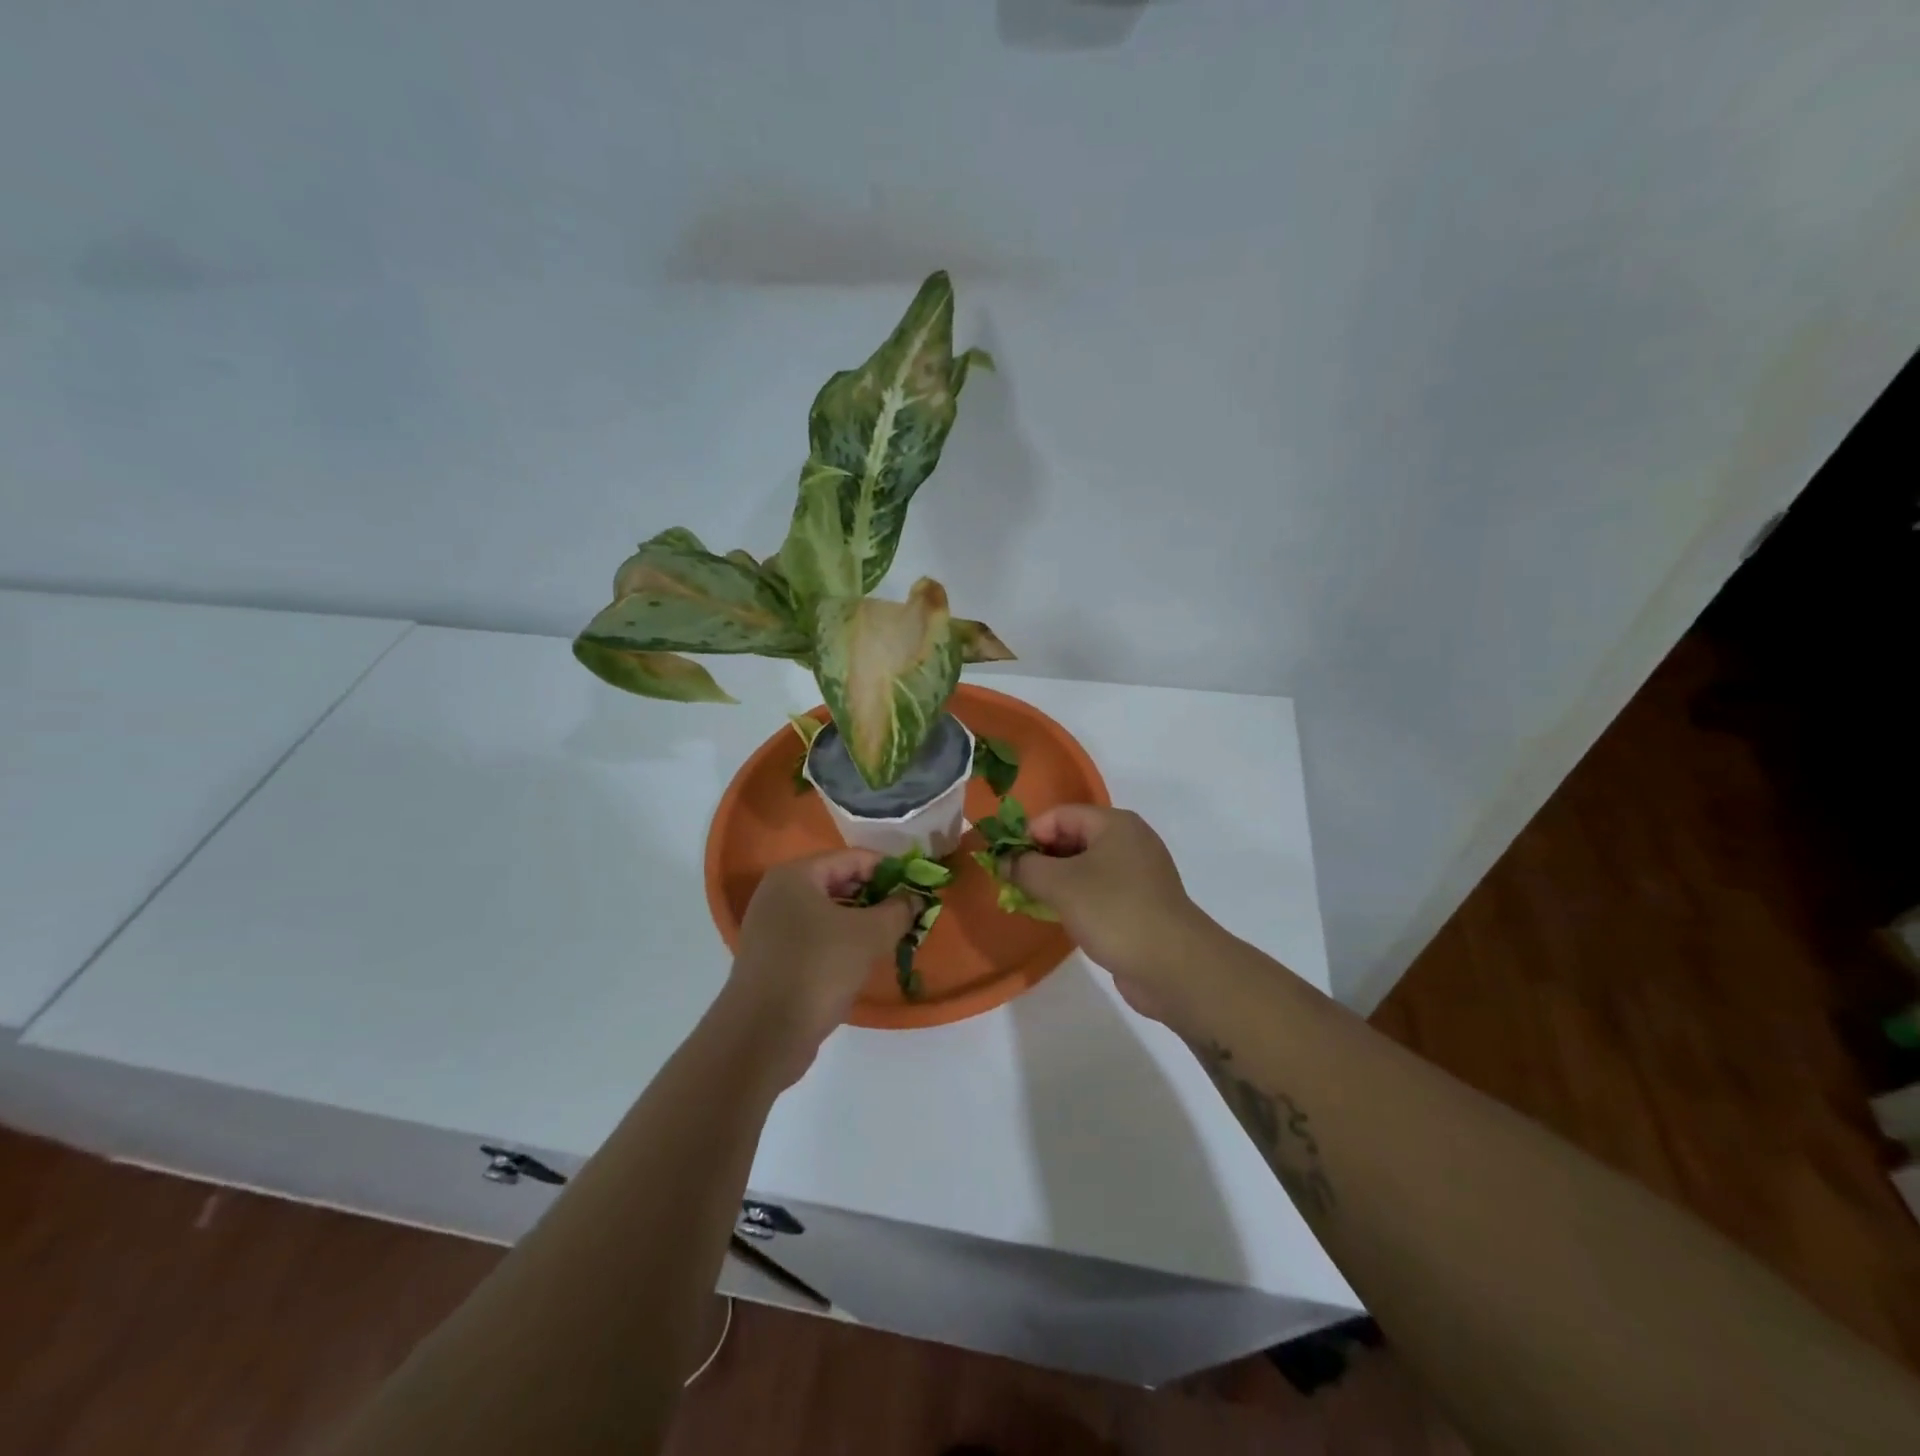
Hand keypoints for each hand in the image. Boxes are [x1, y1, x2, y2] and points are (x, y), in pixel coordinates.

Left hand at [724, 849, 912, 1084]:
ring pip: (828, 913)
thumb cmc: (817, 969)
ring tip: (892, 938)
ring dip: (861, 921)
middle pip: (839, 883)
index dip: (889, 870)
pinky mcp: (773, 958)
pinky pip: (815, 937)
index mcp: (796, 875)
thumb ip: (898, 911)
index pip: (853, 858)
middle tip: (908, 914)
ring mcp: (771, 927)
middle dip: (876, 897)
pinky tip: (863, 960)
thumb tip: (914, 898)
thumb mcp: (869, 936)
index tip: (917, 888)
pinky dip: (841, 942)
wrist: (762, 1035)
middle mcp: (778, 894)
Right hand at [1010, 806, 1211, 1024]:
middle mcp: (1129, 841)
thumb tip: (1003, 860)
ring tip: (1033, 902)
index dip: (1029, 834)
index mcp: (1114, 824)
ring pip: (1085, 866)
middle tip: (1015, 884)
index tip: (1007, 863)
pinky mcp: (1141, 903)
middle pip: (1073, 838)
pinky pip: (1099, 890)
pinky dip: (1077, 898)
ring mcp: (1138, 873)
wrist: (1174, 966)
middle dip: (1041, 858)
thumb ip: (1026, 868)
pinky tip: (1062, 917)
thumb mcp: (1061, 885)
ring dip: (1056, 880)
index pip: (1060, 815)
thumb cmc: (1114, 912)